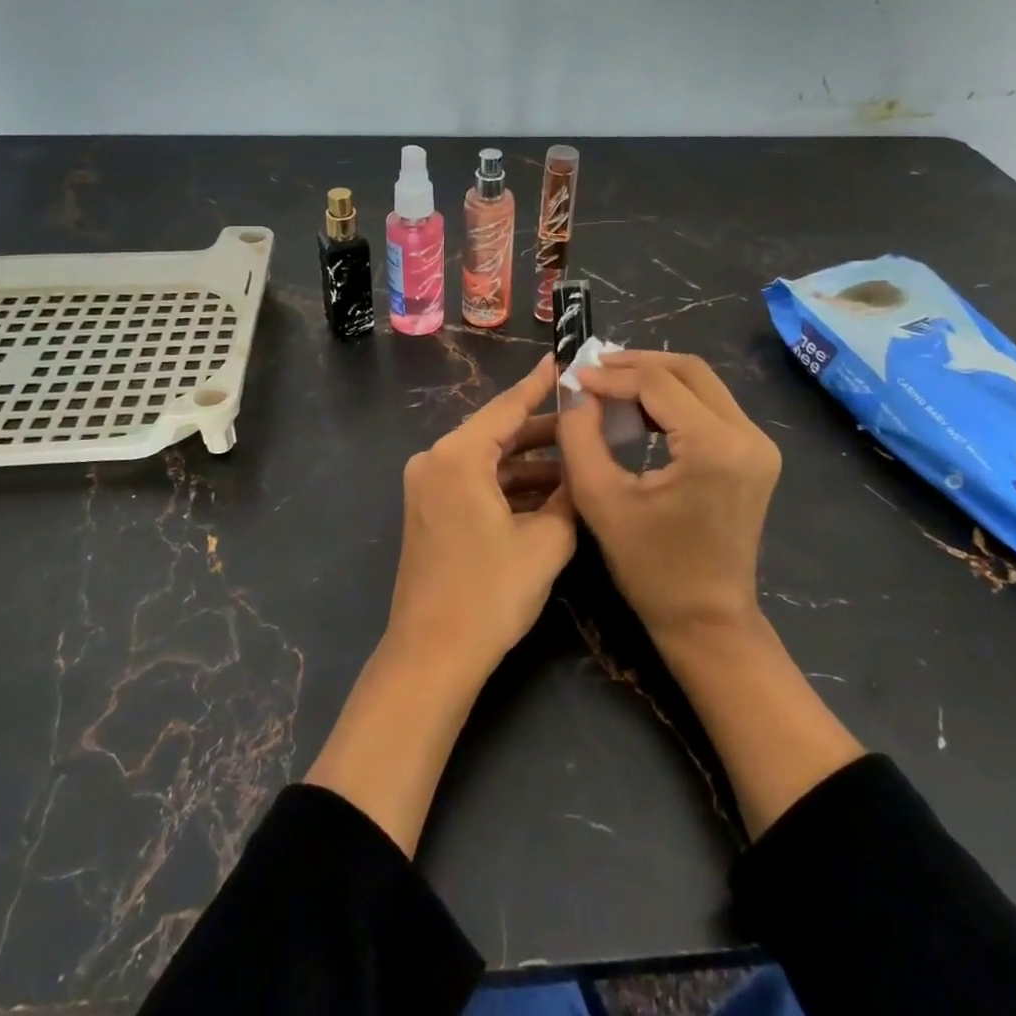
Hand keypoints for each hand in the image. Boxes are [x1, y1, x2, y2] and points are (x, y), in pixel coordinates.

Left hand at [386, 354, 577, 679]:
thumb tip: (582, 468)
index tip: (564, 360)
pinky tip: (549, 491)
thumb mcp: (546, 541)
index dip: (540, 385)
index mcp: (458, 456)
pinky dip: (508, 483)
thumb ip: (569, 495)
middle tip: (588, 418)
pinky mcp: (430, 509)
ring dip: (529, 461)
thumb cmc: (490, 593)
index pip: (508, 407)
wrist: (432, 655)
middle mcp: (435, 460)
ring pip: (488, 458)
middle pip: (497, 431)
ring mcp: (428, 485)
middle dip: (543, 430)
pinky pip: (474, 480)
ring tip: (578, 458)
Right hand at [559, 352, 859, 836]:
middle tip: (593, 371)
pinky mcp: (755, 454)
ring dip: (655, 378)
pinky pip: (711, 406)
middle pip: (688, 371)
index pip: (658, 383)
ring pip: (702, 383)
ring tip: (609, 386)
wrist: (707, 621)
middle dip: (636, 364)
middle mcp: (748, 435)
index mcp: (715, 447)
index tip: (574, 376)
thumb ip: (580, 436)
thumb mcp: (601, 499)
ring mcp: (758, 444)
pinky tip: (638, 410)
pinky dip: (673, 399)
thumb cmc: (651, 568)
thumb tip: (576, 390)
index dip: (612, 375)